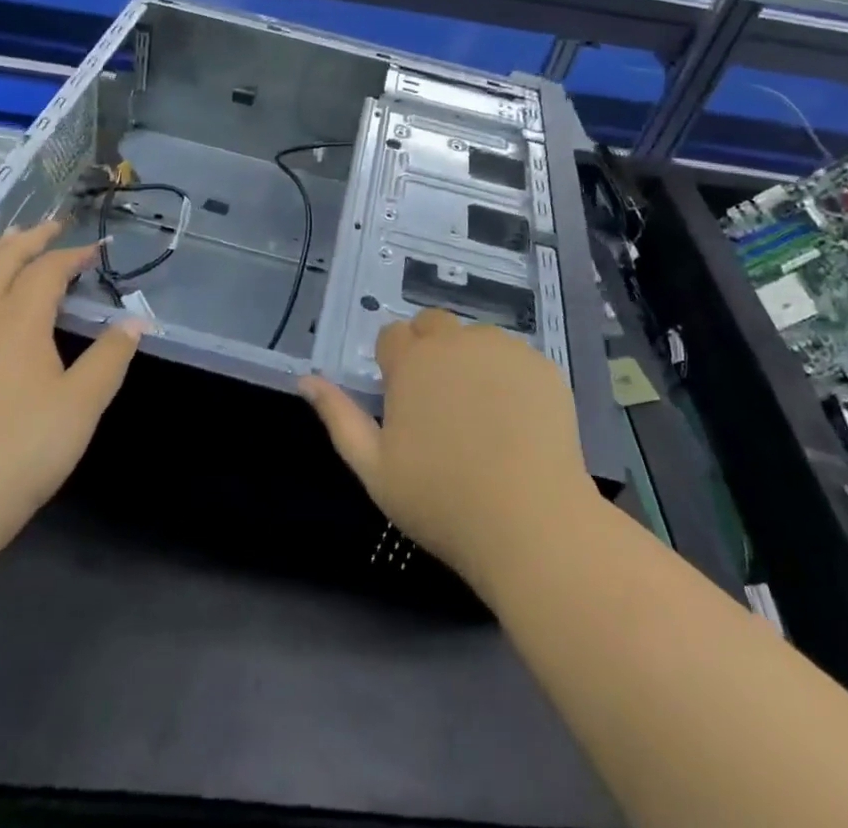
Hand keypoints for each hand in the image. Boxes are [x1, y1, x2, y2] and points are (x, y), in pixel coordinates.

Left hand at [0, 220, 143, 549]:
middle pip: (3, 261)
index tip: (97, 251)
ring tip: (2, 237)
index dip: (74, 256)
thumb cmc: (20, 451)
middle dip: (30, 240)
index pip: (48, 271)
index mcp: (19, 320)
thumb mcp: (81, 406)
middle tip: (51, 227)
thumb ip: (109, 358)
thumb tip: (136, 322)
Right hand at [299, 310, 597, 596]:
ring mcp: (503, 350)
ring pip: (475, 338)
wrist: (531, 523)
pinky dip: (508, 375)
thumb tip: (306, 379)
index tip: (404, 400)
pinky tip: (516, 419)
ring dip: (469, 359)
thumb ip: (338, 417)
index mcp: (411, 362)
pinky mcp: (542, 366)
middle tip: (439, 402)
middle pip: (433, 325)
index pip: (392, 336)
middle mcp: (455, 341)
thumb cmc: (442, 501)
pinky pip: (514, 357)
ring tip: (481, 413)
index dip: (394, 364)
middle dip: (429, 350)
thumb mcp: (374, 468)